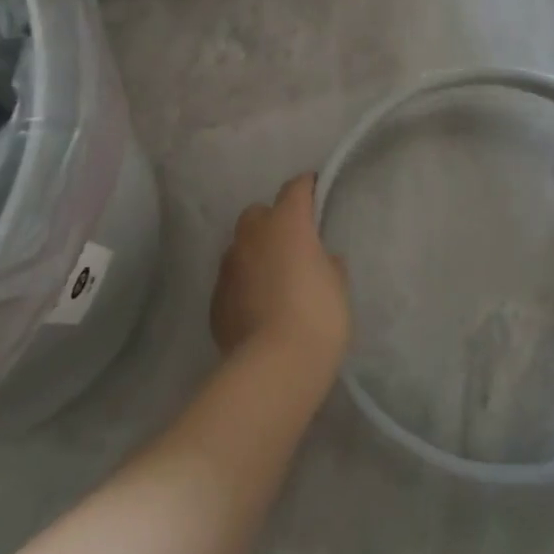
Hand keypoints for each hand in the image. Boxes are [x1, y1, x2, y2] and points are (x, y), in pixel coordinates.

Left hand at [213, 174, 350, 372]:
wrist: (275, 365)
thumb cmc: (318, 316)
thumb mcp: (338, 285)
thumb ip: (328, 263)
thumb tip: (320, 259)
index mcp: (286, 223)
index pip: (295, 188)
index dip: (307, 188)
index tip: (316, 193)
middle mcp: (252, 235)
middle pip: (258, 213)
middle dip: (273, 221)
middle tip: (292, 244)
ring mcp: (229, 266)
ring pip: (240, 247)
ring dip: (255, 254)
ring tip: (273, 280)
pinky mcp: (216, 298)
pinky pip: (232, 280)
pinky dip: (244, 285)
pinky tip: (258, 307)